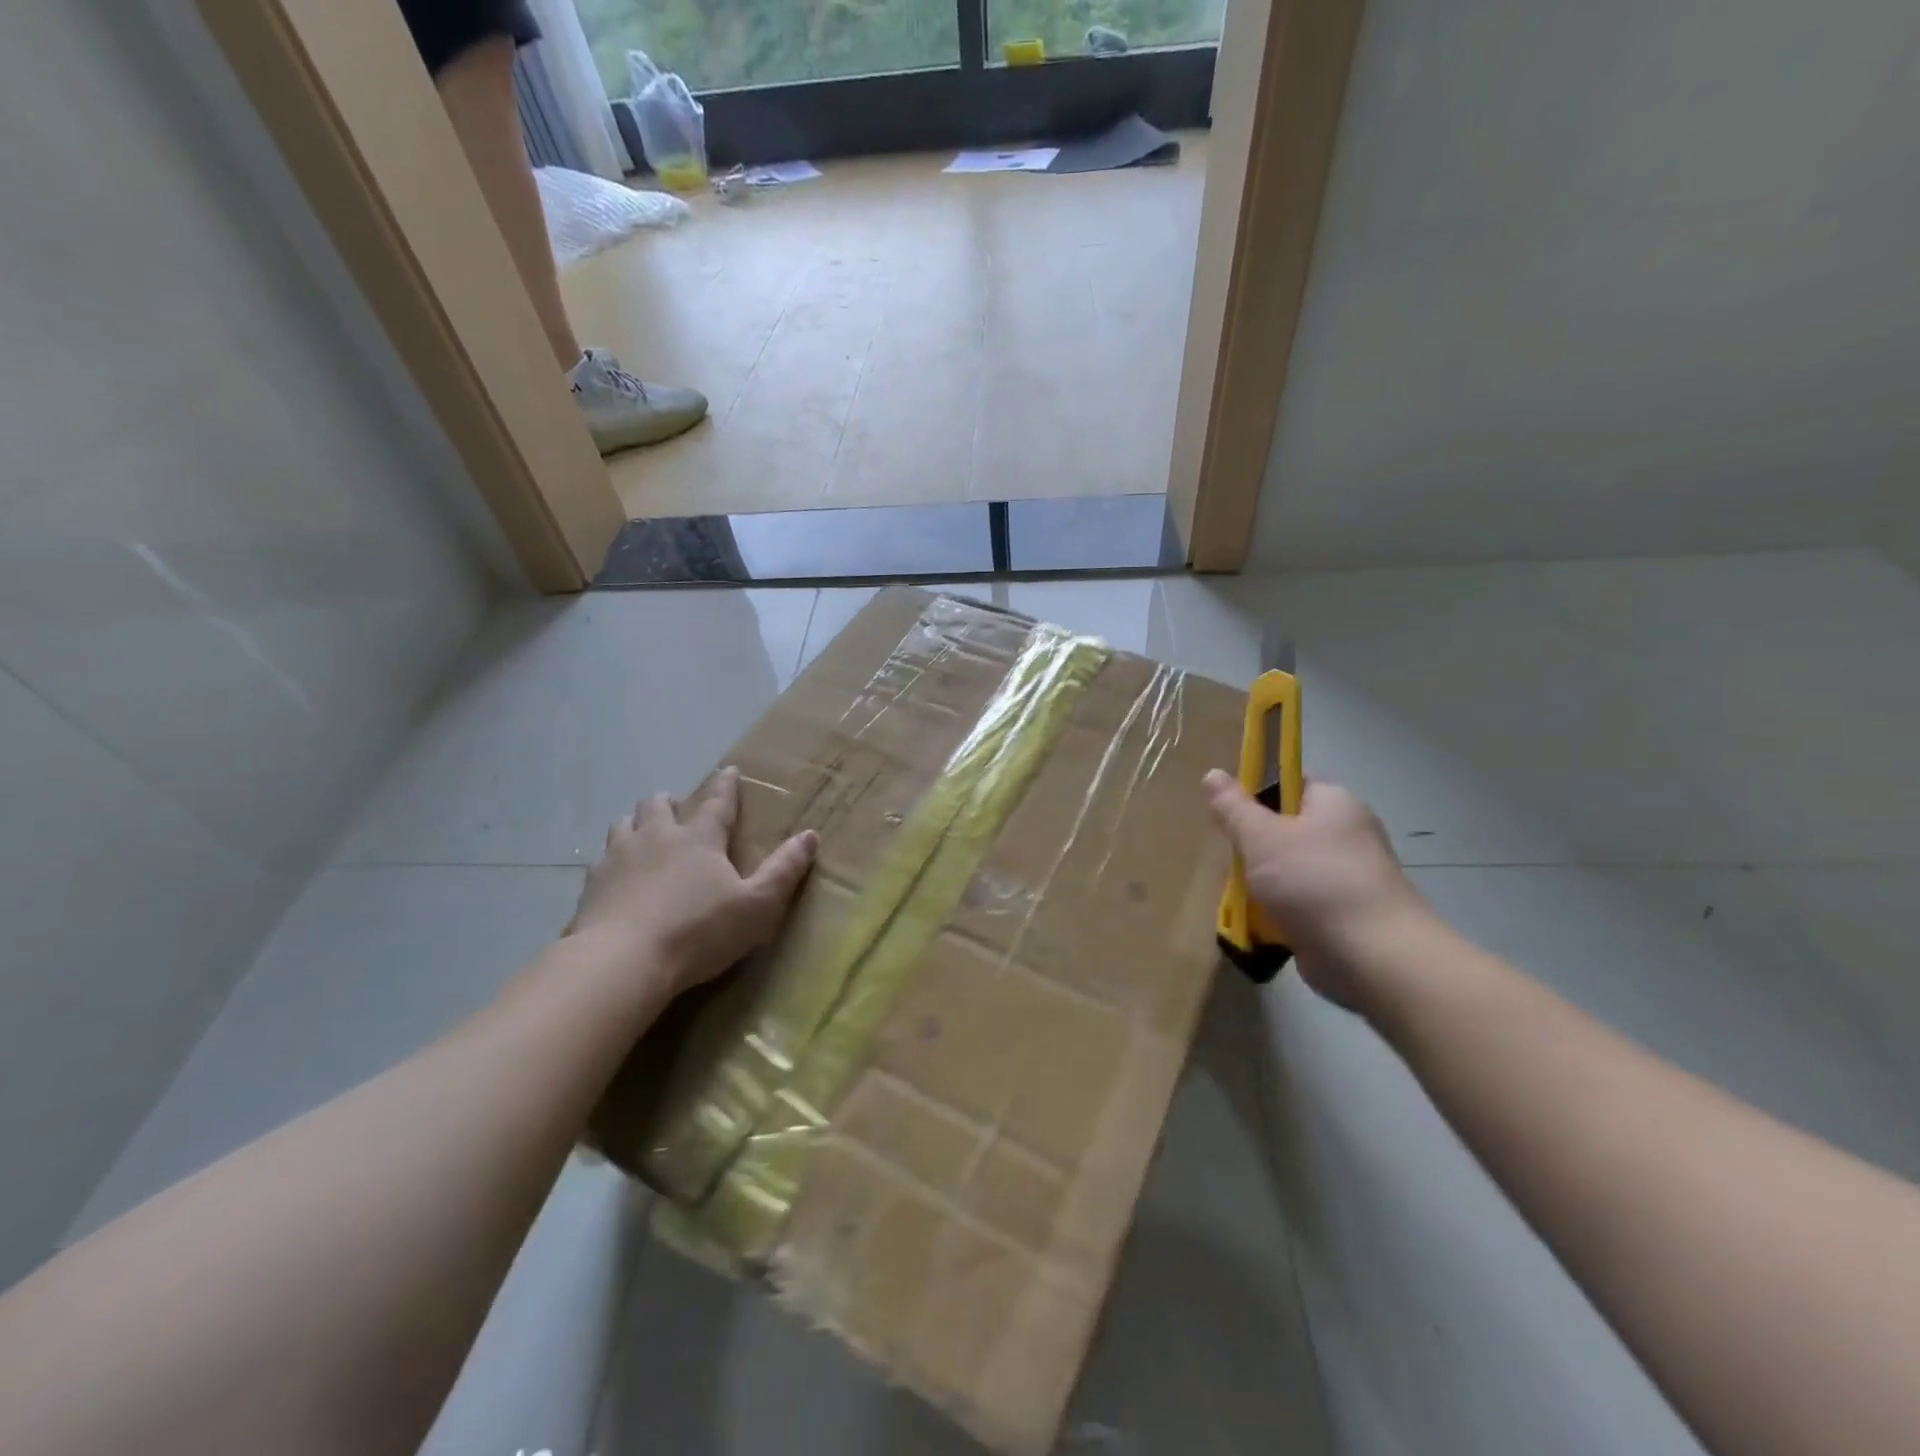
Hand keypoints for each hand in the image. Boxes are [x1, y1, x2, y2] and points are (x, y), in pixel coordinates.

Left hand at [567, 767, 818, 997]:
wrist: (622, 962)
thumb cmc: (698, 932)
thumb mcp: (757, 906)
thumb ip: (784, 870)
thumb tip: (811, 835)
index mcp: (699, 838)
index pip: (716, 801)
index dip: (725, 785)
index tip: (728, 770)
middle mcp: (657, 837)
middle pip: (659, 805)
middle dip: (671, 800)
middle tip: (679, 806)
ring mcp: (619, 857)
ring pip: (624, 824)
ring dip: (638, 823)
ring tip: (645, 833)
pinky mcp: (591, 884)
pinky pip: (601, 858)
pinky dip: (613, 858)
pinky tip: (616, 874)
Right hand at [1203, 771, 1428, 1005]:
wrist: (1372, 957)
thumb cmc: (1314, 881)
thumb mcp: (1262, 836)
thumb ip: (1234, 807)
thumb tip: (1213, 774)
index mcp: (1334, 803)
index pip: (1291, 781)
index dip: (1257, 790)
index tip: (1228, 810)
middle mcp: (1347, 834)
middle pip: (1287, 827)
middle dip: (1255, 843)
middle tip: (1230, 855)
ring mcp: (1348, 877)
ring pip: (1289, 868)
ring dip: (1262, 882)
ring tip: (1239, 893)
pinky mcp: (1343, 915)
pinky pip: (1299, 902)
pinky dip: (1278, 911)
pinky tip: (1257, 921)